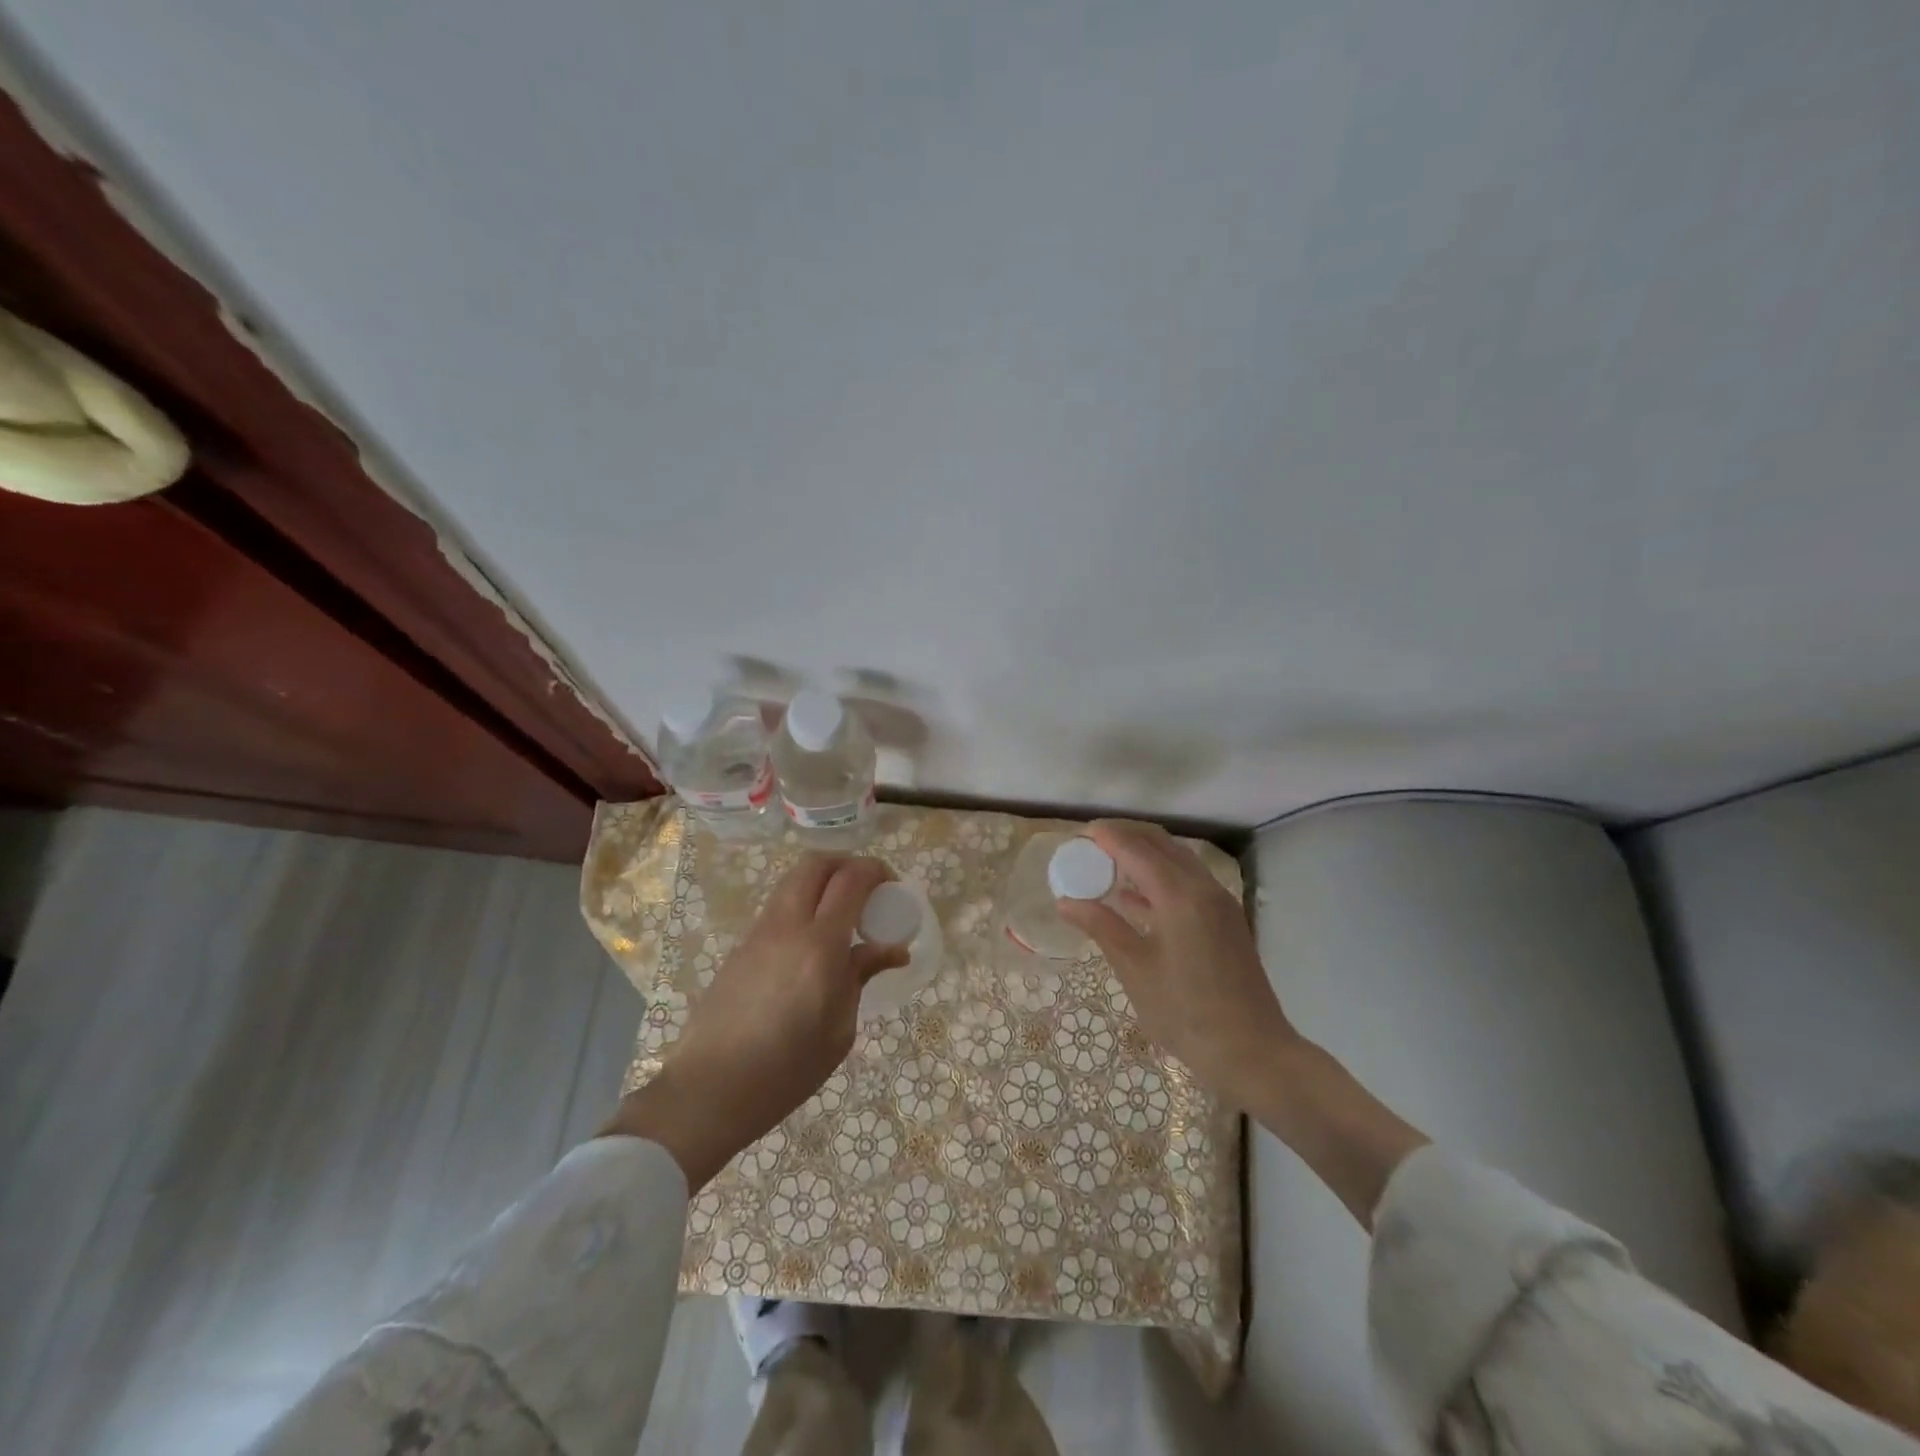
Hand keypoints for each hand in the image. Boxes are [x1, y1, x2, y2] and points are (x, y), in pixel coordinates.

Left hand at [604, 853, 907, 1187]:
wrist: (707, 1092)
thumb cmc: (786, 1071)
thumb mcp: (839, 1030)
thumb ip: (861, 976)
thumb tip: (892, 949)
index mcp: (819, 945)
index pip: (850, 879)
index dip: (876, 871)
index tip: (893, 888)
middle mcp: (786, 926)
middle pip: (816, 863)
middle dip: (847, 864)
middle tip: (868, 891)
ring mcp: (758, 933)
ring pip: (793, 882)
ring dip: (823, 883)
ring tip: (843, 918)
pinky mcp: (740, 948)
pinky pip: (778, 908)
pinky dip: (803, 906)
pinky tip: (813, 945)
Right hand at [1058, 818, 1428, 1226]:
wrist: (1254, 1053)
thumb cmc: (1187, 1014)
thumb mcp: (1136, 970)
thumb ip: (1102, 927)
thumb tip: (1067, 901)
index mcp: (1180, 896)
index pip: (1137, 849)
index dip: (1107, 836)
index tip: (1079, 834)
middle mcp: (1203, 888)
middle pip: (1161, 844)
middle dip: (1126, 836)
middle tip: (1091, 844)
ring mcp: (1220, 903)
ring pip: (1177, 860)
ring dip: (1144, 854)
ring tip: (1107, 863)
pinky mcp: (1226, 919)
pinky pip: (1189, 881)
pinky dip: (1160, 876)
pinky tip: (1134, 896)